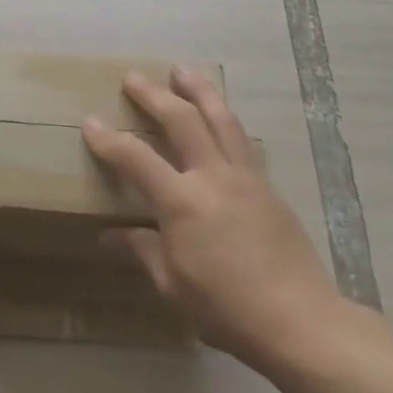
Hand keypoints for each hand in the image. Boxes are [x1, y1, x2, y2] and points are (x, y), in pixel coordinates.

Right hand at [82, 69, 344, 373]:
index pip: (136, 158)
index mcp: (182, 203)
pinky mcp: (268, 186)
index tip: (90, 122)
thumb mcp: (173, 286)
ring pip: (220, 118)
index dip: (109, 139)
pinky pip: (241, 139)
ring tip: (183, 70)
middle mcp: (213, 178)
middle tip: (133, 77)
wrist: (302, 323)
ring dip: (199, 90)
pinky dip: (224, 118)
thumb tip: (110, 235)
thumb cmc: (228, 310)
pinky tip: (220, 115)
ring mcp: (245, 178)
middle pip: (181, 120)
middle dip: (154, 95)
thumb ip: (142, 251)